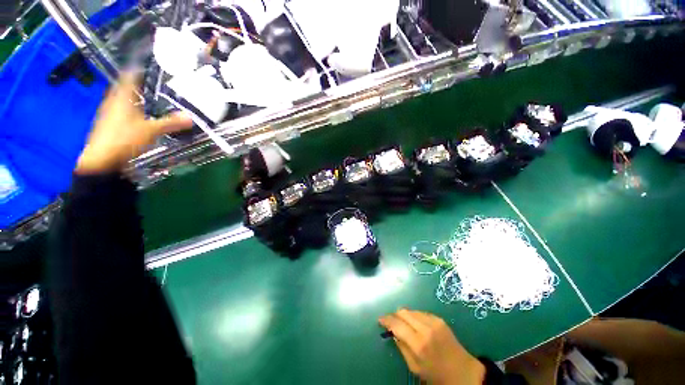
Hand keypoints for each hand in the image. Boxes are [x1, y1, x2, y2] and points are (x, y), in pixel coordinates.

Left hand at [75, 73, 192, 174]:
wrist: (102, 160)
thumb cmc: (124, 139)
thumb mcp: (151, 131)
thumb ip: (170, 123)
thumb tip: (190, 117)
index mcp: (122, 97)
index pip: (130, 76)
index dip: (140, 70)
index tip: (153, 68)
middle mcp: (114, 100)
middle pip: (127, 87)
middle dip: (141, 85)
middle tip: (159, 85)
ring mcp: (110, 112)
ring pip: (125, 99)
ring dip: (137, 98)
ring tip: (154, 99)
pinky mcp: (111, 123)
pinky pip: (124, 110)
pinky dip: (134, 109)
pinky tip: (144, 115)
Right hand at [379, 309, 484, 384]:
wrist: (464, 372)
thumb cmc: (437, 375)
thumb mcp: (415, 368)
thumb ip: (402, 348)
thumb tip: (393, 333)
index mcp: (418, 343)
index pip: (396, 324)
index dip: (386, 320)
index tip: (380, 320)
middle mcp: (425, 328)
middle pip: (403, 312)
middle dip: (394, 315)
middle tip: (391, 323)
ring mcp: (434, 321)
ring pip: (411, 310)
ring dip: (404, 315)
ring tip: (404, 325)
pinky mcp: (439, 319)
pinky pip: (421, 312)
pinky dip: (414, 316)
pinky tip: (416, 326)